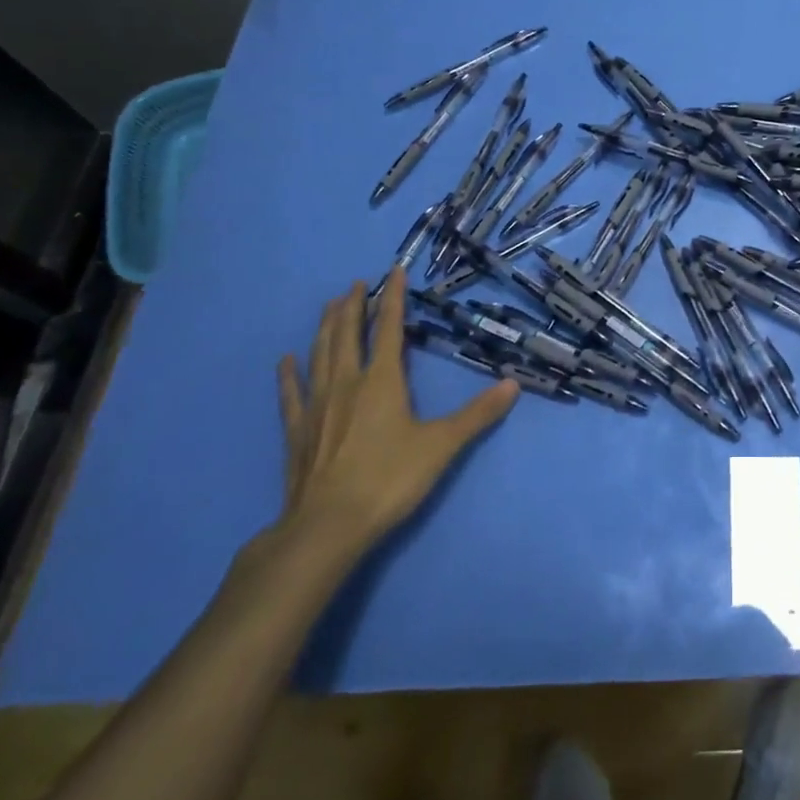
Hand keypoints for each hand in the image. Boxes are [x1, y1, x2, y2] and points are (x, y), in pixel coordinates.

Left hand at [275, 267, 517, 557]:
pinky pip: (291, 395)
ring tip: (328, 306)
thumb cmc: (389, 479)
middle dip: (353, 307)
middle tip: (355, 284)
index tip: (393, 272)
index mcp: (382, 381)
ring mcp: (317, 407)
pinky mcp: (297, 432)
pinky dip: (289, 375)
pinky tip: (286, 361)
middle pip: (348, 335)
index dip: (392, 299)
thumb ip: (477, 414)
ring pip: (320, 356)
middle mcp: (347, 384)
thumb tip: (513, 384)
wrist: (327, 527)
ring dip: (325, 328)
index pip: (388, 329)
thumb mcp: (442, 445)